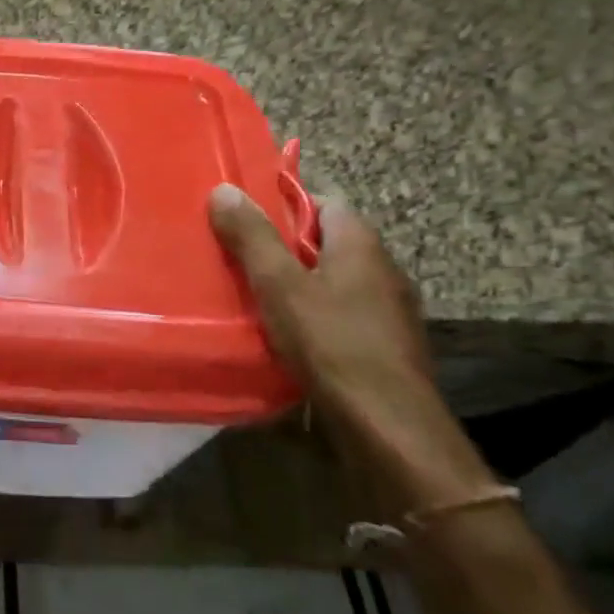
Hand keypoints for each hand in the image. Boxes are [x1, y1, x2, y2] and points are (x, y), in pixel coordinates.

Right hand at [208, 184, 495, 515]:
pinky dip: (314, 314)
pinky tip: (286, 333)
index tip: (245, 219)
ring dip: (298, 283)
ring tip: (254, 294)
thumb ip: (252, 237)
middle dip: (284, 247)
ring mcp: (389, 308)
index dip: (283, 205)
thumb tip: (224, 188)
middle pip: (325, 241)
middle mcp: (382, 268)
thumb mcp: (279, 285)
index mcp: (360, 243)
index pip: (323, 202)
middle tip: (239, 257)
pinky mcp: (385, 343)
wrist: (388, 425)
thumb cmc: (331, 343)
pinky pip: (342, 312)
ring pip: (333, 279)